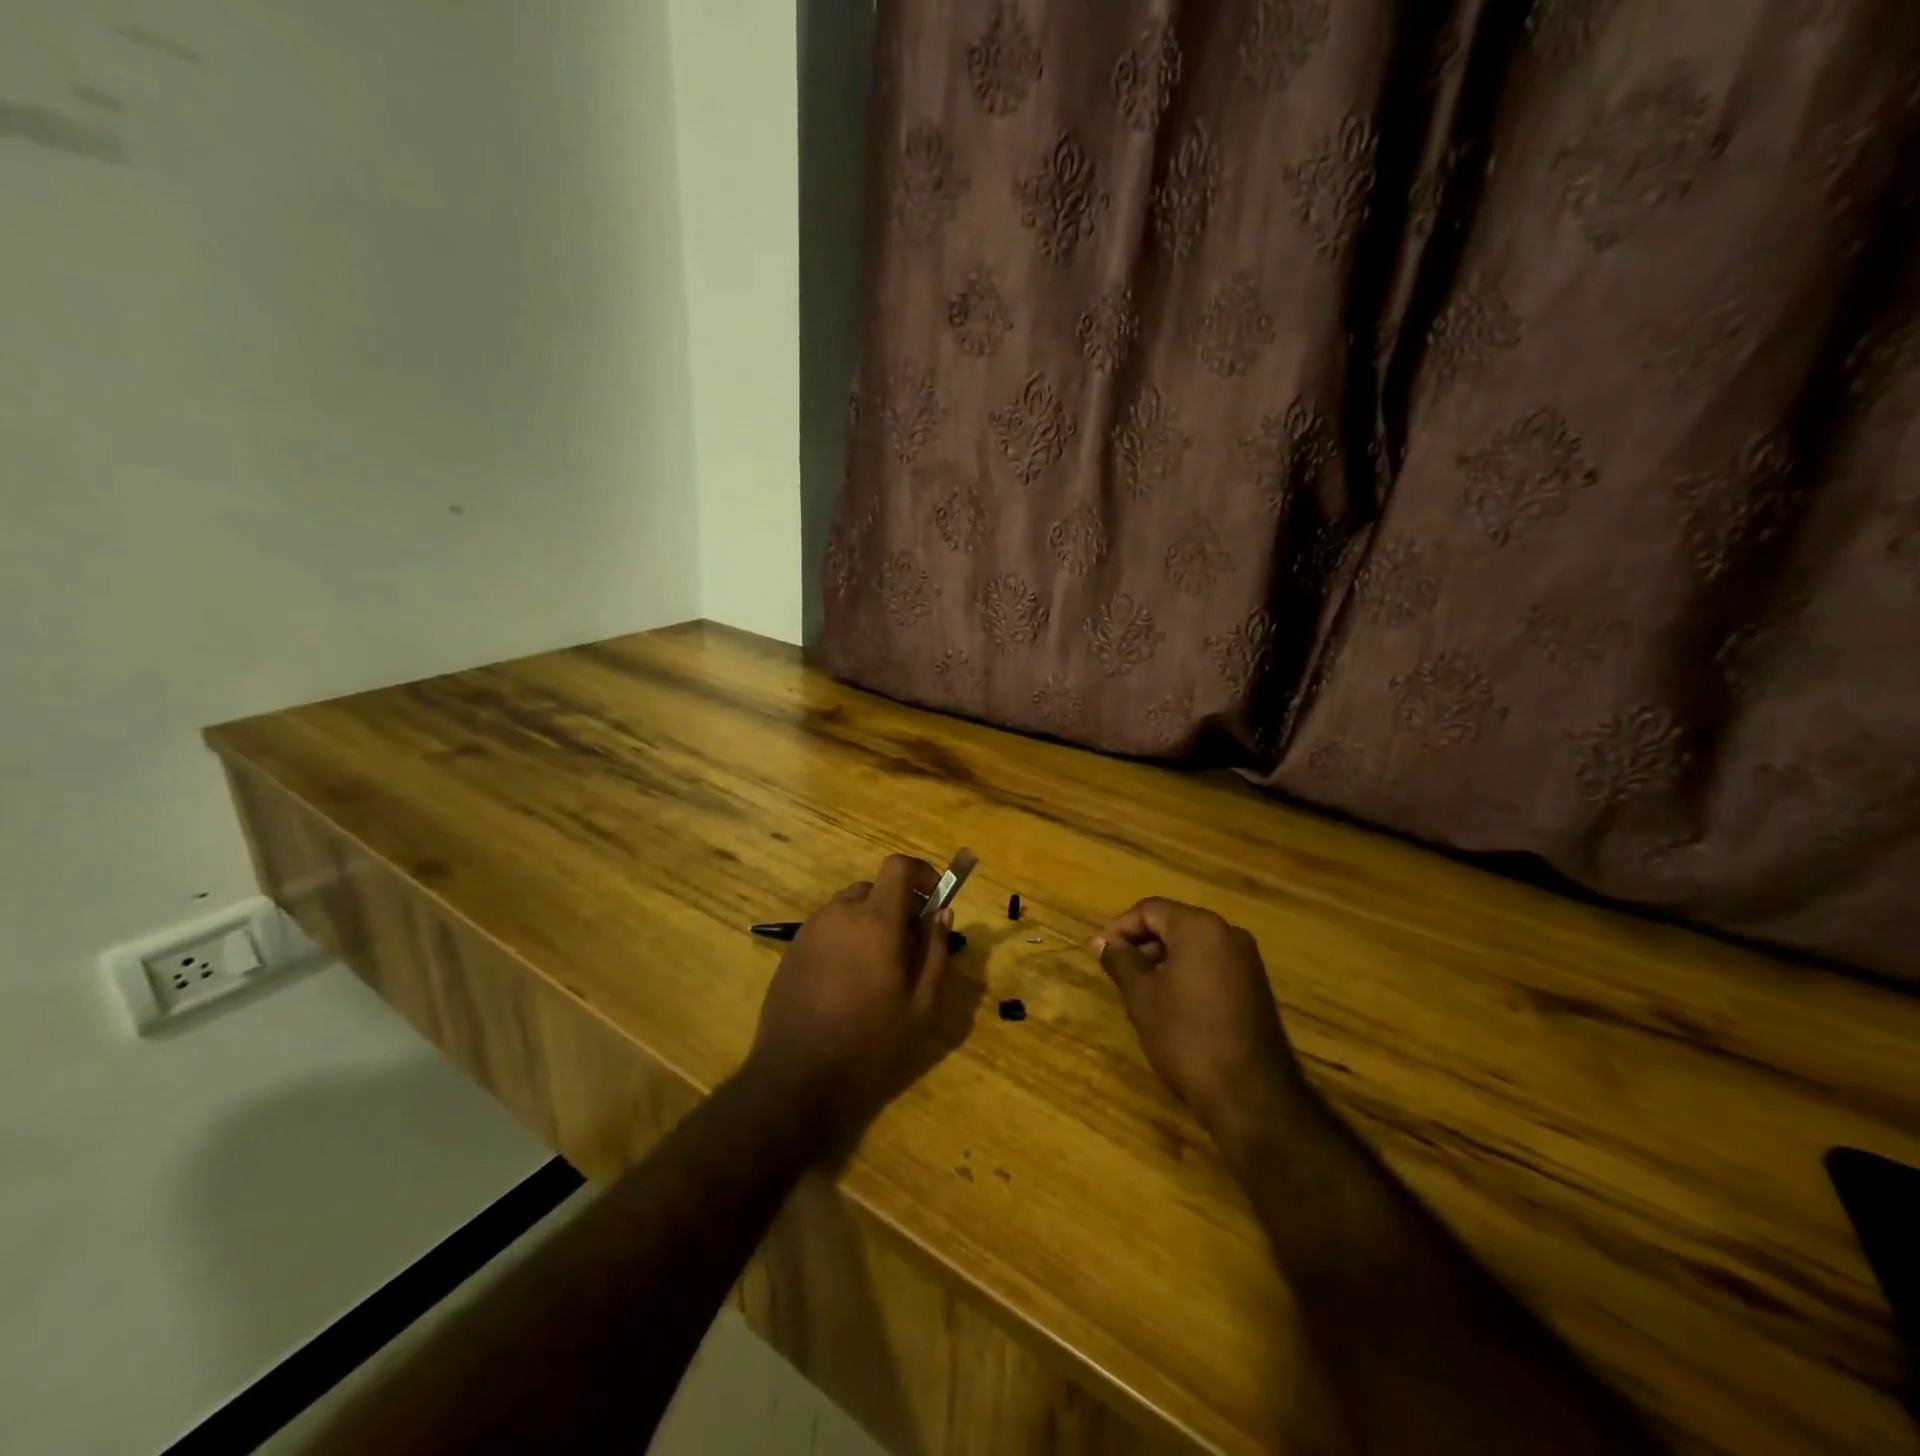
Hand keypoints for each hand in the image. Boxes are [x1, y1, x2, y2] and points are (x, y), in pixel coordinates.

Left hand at [748, 854, 951, 1145]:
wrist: (796, 1078)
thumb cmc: (869, 1044)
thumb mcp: (920, 1006)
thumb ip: (935, 953)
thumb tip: (942, 914)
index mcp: (876, 921)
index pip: (898, 866)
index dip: (921, 873)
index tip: (933, 899)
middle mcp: (840, 914)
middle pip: (874, 888)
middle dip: (896, 906)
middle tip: (908, 946)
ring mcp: (811, 930)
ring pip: (849, 908)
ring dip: (869, 923)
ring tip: (876, 970)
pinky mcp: (792, 949)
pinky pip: (828, 928)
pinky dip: (845, 939)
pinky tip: (846, 982)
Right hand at [1096, 898, 1309, 1150]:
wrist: (1250, 1095)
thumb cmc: (1187, 1037)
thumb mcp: (1142, 997)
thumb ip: (1120, 961)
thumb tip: (1101, 941)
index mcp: (1200, 927)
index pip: (1150, 909)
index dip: (1121, 928)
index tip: (1102, 954)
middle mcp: (1228, 933)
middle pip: (1174, 923)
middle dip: (1142, 944)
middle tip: (1118, 973)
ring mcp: (1246, 960)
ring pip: (1193, 945)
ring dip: (1163, 960)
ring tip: (1141, 992)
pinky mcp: (1255, 986)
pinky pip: (1212, 964)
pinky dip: (1187, 974)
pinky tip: (1172, 1006)